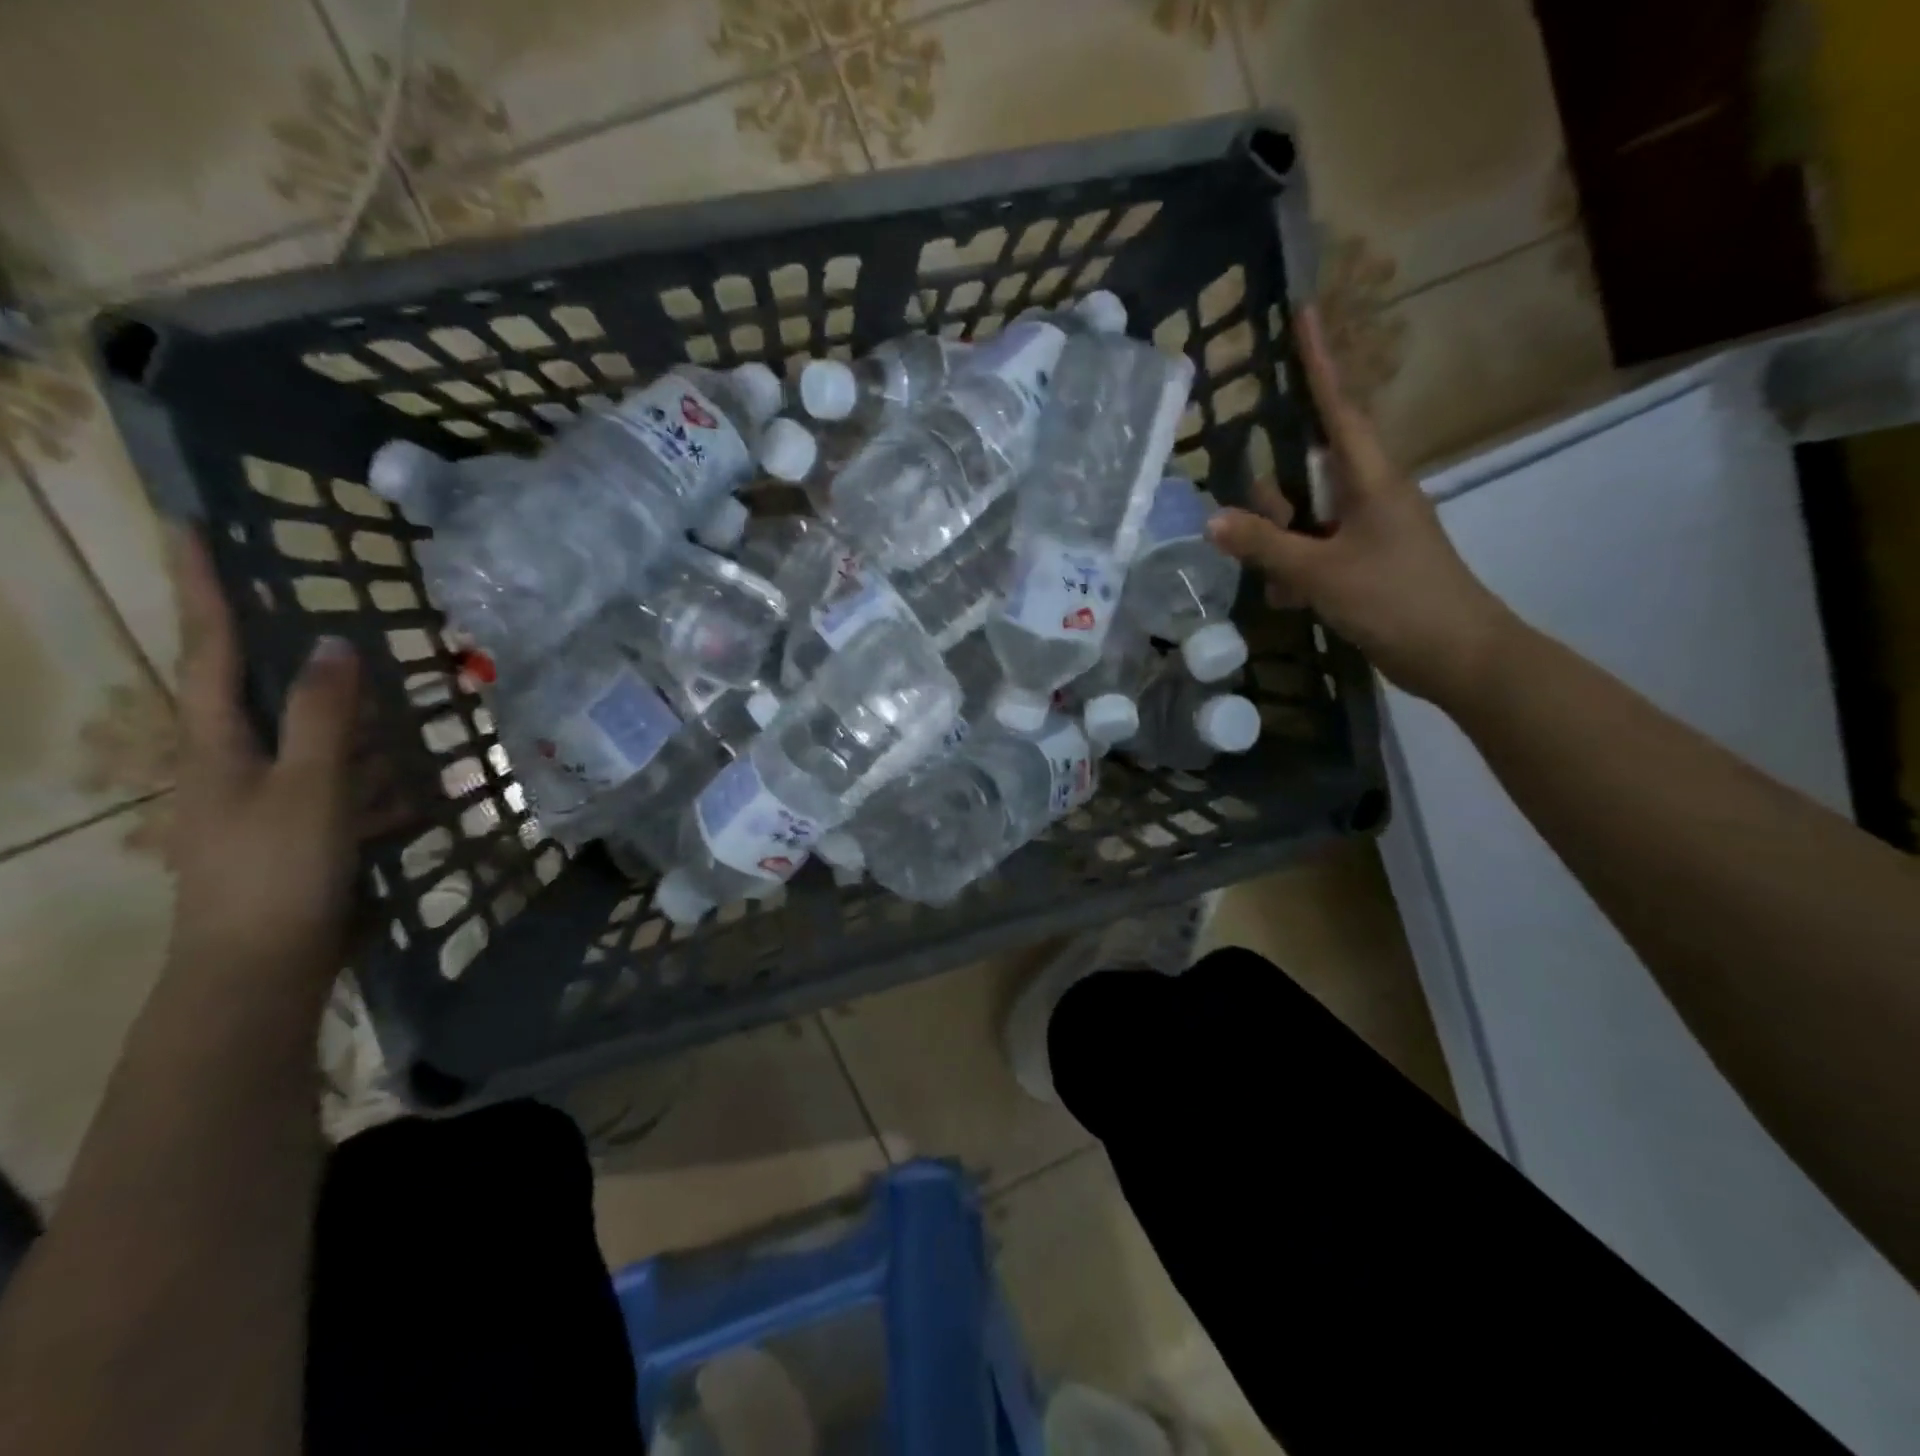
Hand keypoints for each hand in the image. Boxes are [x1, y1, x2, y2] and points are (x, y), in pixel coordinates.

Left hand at [165, 528, 364, 989]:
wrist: (263, 970)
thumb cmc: (277, 870)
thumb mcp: (308, 786)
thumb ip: (327, 716)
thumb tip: (339, 644)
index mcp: (219, 743)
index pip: (211, 648)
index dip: (204, 588)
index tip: (191, 527)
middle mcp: (239, 764)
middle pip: (269, 692)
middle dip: (301, 656)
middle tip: (339, 619)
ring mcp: (274, 802)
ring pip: (321, 744)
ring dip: (360, 726)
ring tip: (406, 706)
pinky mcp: (308, 834)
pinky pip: (350, 790)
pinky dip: (382, 783)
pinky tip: (425, 787)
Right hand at [1207, 306, 1516, 705]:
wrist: (1457, 654)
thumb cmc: (1395, 600)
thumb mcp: (1320, 572)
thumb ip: (1265, 545)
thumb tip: (1212, 520)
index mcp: (1371, 479)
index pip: (1338, 408)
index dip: (1319, 362)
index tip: (1305, 313)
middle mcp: (1372, 495)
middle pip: (1307, 473)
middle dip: (1274, 499)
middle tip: (1250, 529)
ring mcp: (1371, 530)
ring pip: (1308, 518)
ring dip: (1283, 544)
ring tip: (1279, 584)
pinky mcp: (1368, 561)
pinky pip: (1318, 550)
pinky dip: (1298, 570)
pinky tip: (1290, 600)